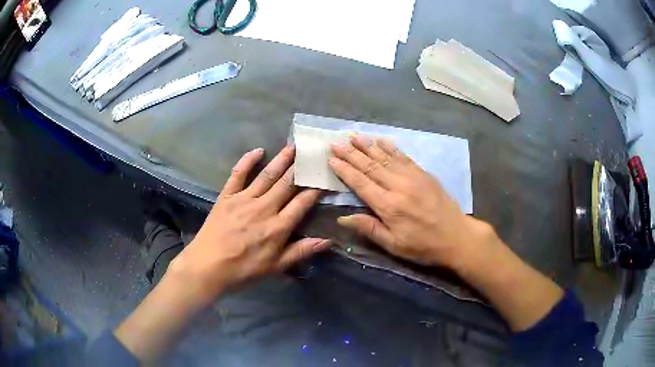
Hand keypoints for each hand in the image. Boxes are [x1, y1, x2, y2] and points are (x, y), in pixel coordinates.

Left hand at [167, 146, 331, 305]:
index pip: (302, 202)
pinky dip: (247, 160)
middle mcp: (264, 208)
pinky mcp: (227, 195)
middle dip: (301, 168)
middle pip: (286, 183)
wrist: (208, 266)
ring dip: (281, 159)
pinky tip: (258, 150)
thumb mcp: (276, 267)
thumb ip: (302, 251)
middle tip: (311, 153)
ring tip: (292, 146)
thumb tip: (328, 240)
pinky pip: (238, 173)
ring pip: (267, 175)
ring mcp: (244, 199)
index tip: (324, 177)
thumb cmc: (243, 270)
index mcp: (278, 227)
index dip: (315, 189)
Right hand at [329, 136, 489, 270]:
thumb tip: (342, 218)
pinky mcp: (424, 174)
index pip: (361, 183)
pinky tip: (381, 140)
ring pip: (385, 158)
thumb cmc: (423, 245)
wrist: (456, 236)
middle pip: (370, 166)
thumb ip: (369, 229)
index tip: (332, 159)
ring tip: (353, 136)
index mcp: (389, 206)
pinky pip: (404, 157)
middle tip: (336, 143)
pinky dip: (391, 147)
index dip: (345, 170)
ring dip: (367, 146)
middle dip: (351, 154)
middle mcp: (398, 187)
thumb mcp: (394, 245)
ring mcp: (413, 177)